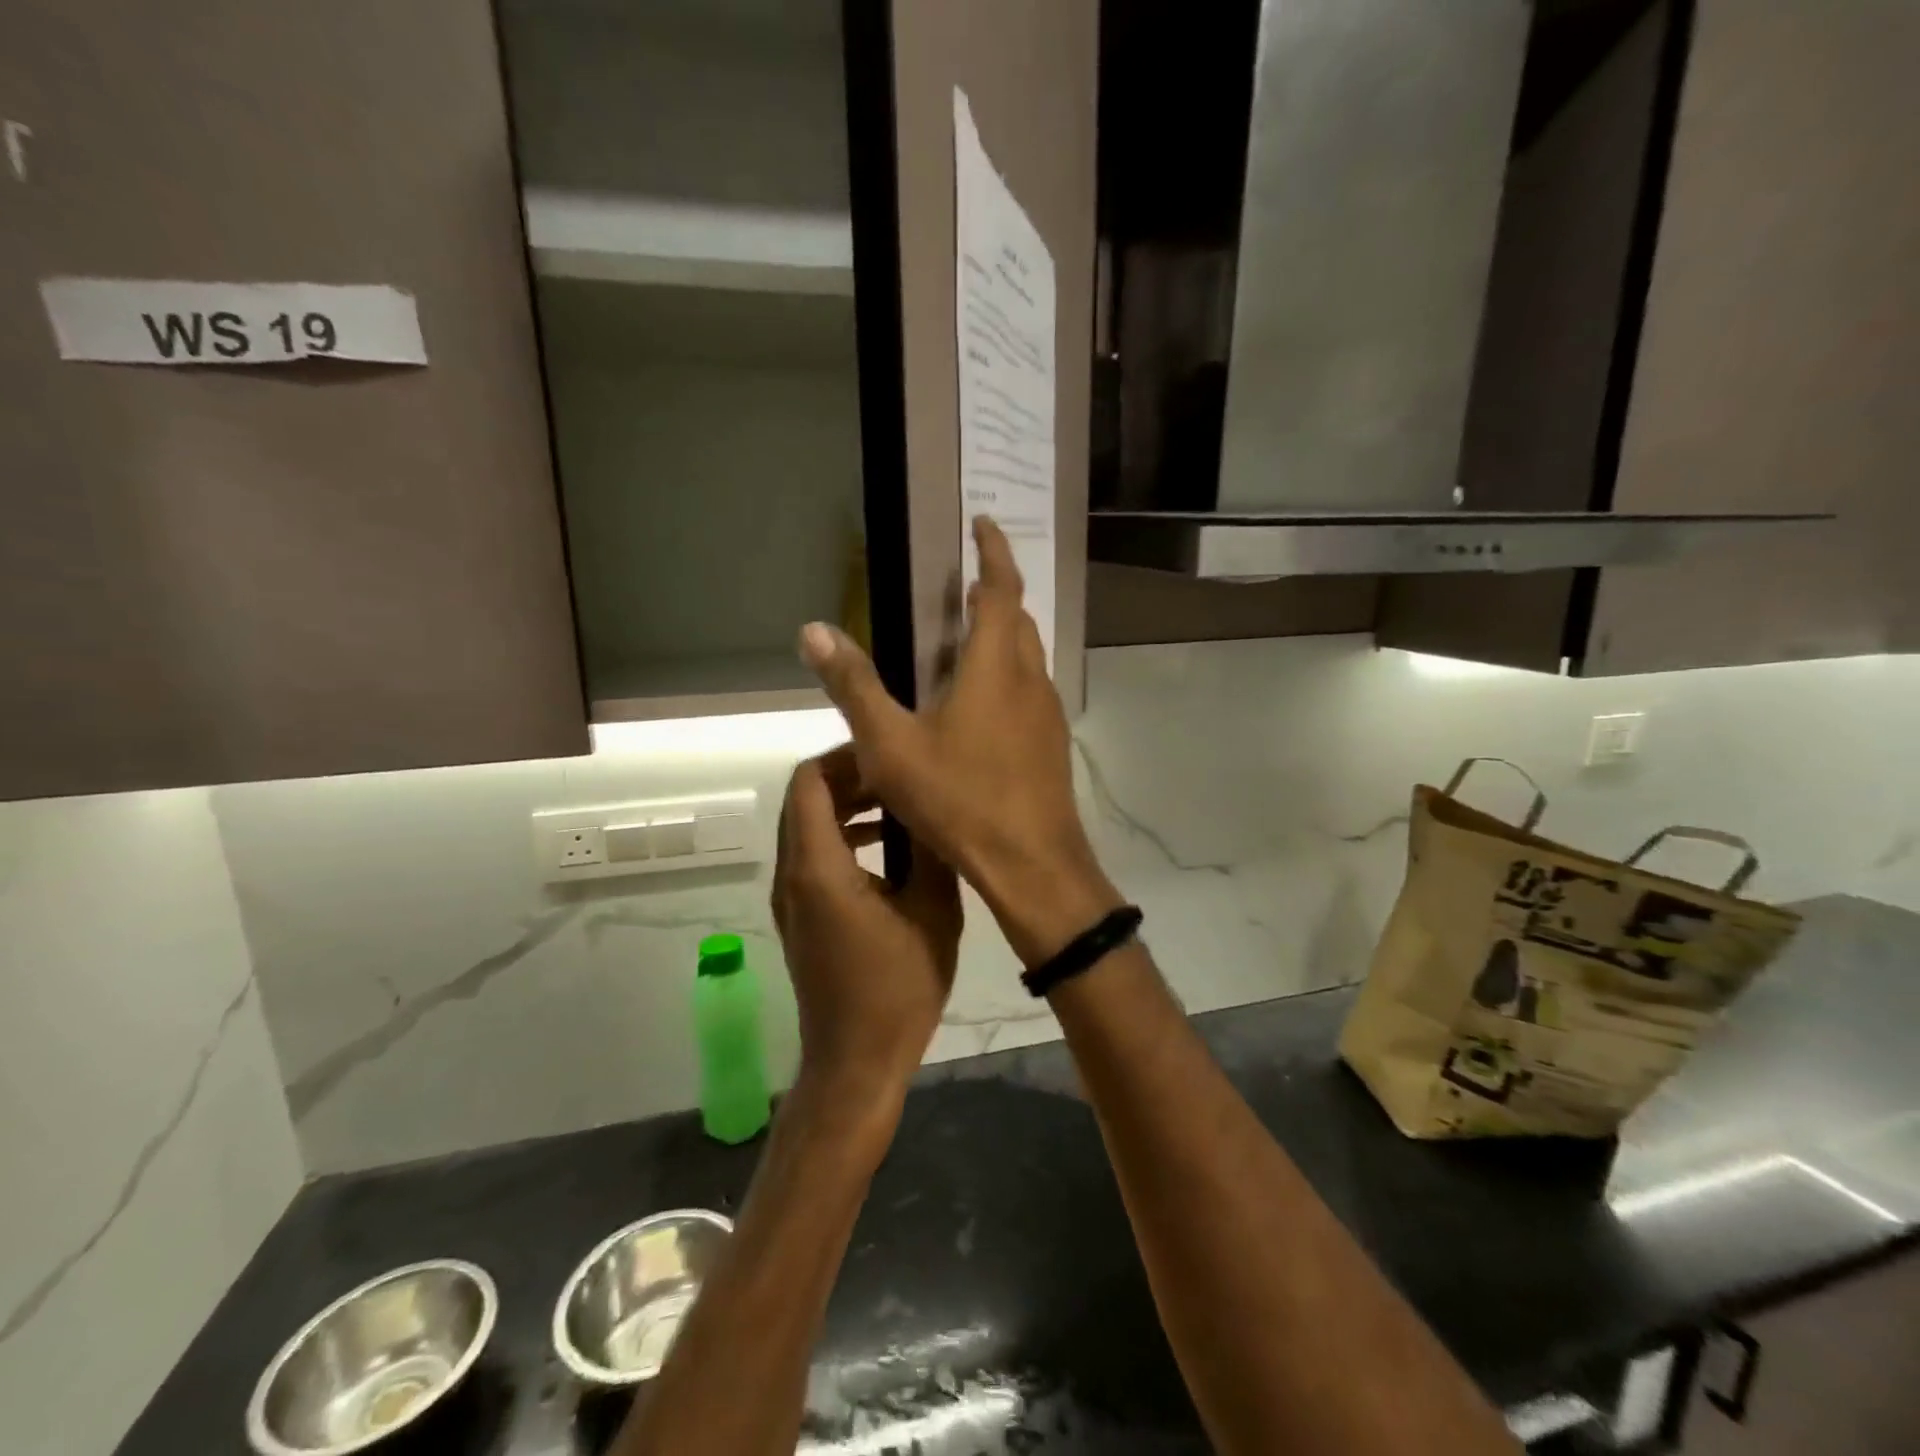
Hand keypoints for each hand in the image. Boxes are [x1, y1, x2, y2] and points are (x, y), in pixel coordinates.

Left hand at [771, 746, 961, 1122]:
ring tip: (898, 804)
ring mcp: (790, 897)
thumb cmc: (897, 991)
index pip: (809, 781)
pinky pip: (811, 854)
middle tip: (901, 774)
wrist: (855, 1063)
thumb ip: (931, 851)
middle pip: (805, 798)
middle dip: (850, 777)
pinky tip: (886, 848)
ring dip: (846, 806)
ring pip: (806, 825)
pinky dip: (841, 836)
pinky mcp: (799, 915)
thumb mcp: (933, 914)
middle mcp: (791, 874)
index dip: (846, 756)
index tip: (891, 755)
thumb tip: (933, 803)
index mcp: (818, 868)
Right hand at [799, 517, 1123, 966]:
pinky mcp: (1052, 744)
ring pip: (1029, 656)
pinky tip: (984, 707)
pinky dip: (1009, 675)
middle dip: (997, 593)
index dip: (993, 551)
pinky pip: (1031, 690)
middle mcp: (1029, 679)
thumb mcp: (893, 745)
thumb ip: (854, 686)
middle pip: (1018, 620)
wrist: (1032, 863)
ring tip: (969, 640)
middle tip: (968, 586)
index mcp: (994, 666)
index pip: (1001, 588)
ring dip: (1005, 635)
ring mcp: (1047, 713)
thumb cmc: (961, 799)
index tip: (983, 524)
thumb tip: (813, 630)